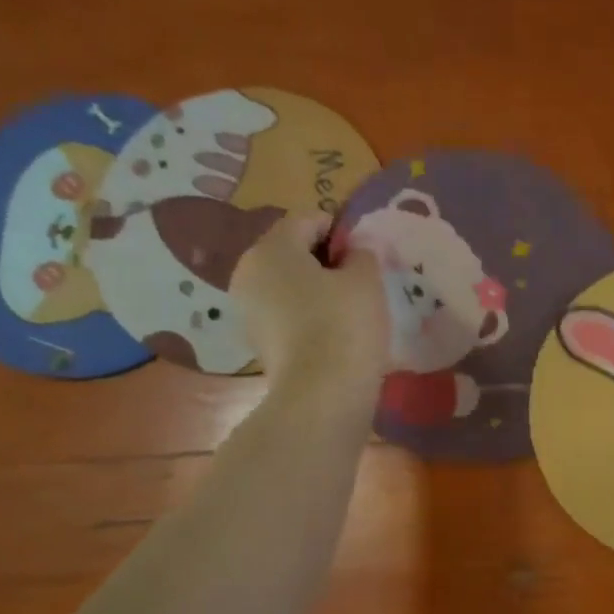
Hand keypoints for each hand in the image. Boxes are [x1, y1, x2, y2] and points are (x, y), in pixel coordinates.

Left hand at [231, 215, 387, 403]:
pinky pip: (285, 312)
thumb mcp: (366, 280)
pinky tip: (334, 332)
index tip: (366, 253)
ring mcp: (247, 308)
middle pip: (292, 250)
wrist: (322, 395)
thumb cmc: (345, 325)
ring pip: (288, 283)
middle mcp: (248, 271)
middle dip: (325, 259)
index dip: (341, 229)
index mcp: (271, 248)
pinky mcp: (257, 339)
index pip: (308, 218)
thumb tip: (355, 250)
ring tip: (350, 309)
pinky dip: (308, 314)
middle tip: (361, 281)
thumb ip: (362, 254)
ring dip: (317, 288)